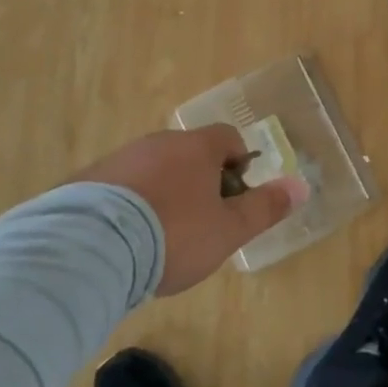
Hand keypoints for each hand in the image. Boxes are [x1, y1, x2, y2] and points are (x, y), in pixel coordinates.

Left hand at [77, 126, 308, 295]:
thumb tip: (302, 185)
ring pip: (153, 169)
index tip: (234, 199)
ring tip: (159, 237)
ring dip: (162, 192)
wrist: (90, 248)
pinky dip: (129, 204)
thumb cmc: (174, 235)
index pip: (228, 138)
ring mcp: (119, 159)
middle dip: (199, 182)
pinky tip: (125, 239)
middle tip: (200, 224)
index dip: (239, 165)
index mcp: (197, 148)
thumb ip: (266, 207)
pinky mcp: (85, 180)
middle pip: (189, 153)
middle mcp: (158, 142)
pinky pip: (119, 186)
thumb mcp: (229, 230)